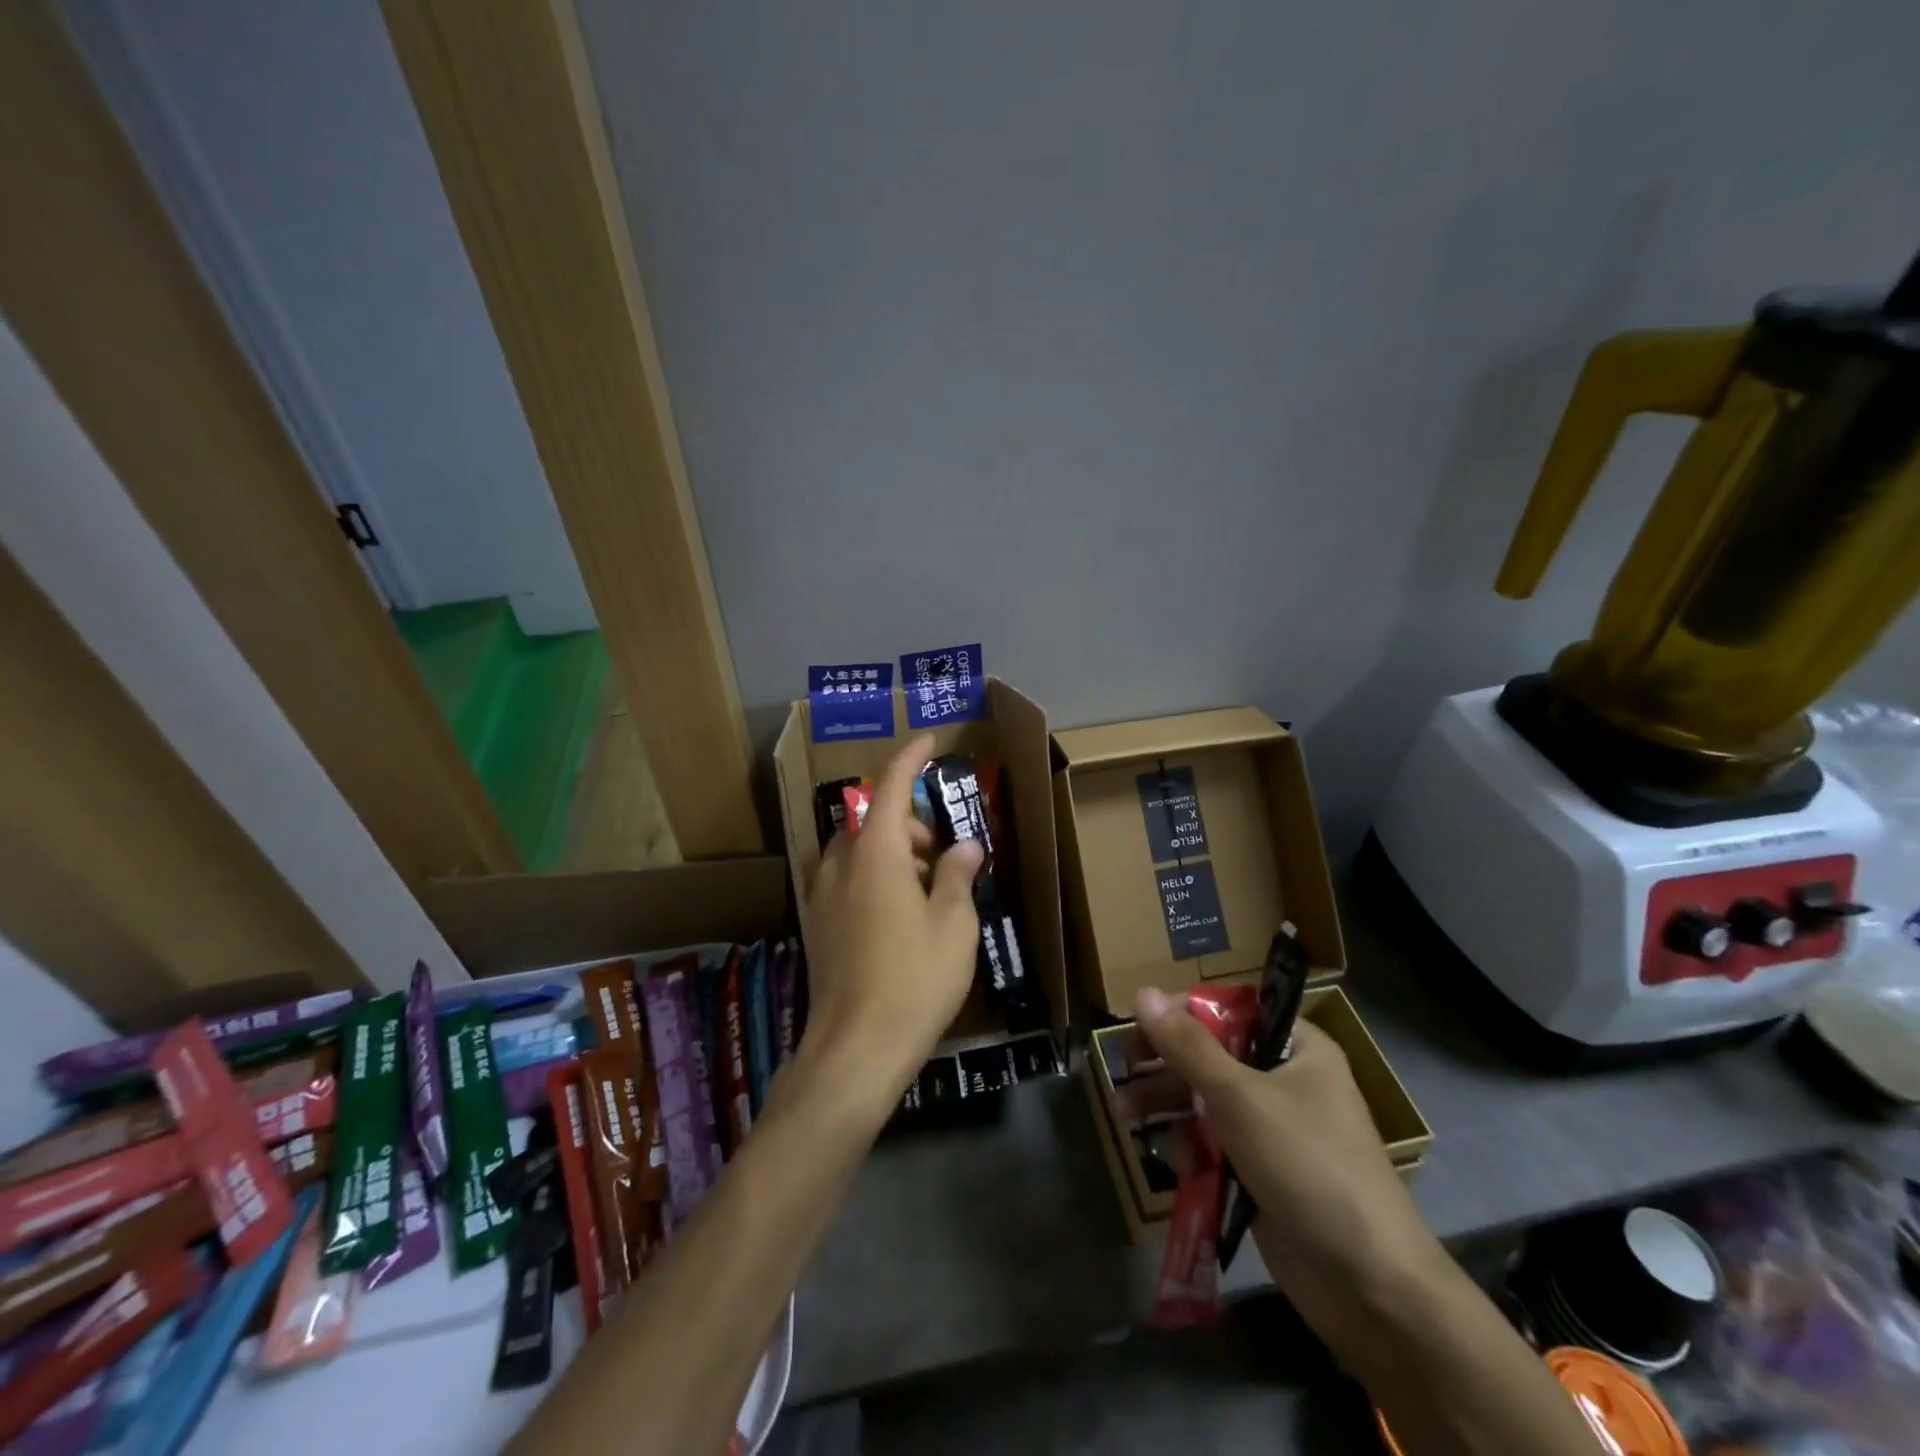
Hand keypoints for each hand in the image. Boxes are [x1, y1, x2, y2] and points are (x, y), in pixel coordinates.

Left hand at [800, 736, 982, 1103]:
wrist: (855, 1048)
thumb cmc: (915, 979)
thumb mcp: (953, 925)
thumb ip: (957, 875)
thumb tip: (964, 847)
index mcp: (875, 853)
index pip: (890, 787)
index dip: (910, 759)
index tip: (929, 742)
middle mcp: (840, 864)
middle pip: (874, 821)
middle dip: (910, 824)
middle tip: (943, 856)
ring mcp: (820, 895)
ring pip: (857, 851)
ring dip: (891, 852)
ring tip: (925, 891)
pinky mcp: (815, 925)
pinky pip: (845, 880)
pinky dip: (872, 878)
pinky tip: (896, 917)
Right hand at [1133, 989, 1449, 1341]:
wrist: (1370, 1287)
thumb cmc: (1309, 1166)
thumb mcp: (1241, 1097)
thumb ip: (1188, 1045)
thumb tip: (1142, 993)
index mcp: (1296, 1048)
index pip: (1230, 1009)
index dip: (1182, 1010)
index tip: (1136, 1020)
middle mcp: (1285, 1080)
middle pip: (1211, 1055)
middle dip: (1164, 1062)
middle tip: (1119, 1063)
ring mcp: (1273, 1129)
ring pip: (1205, 1101)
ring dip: (1165, 1104)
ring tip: (1120, 1113)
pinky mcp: (1261, 1172)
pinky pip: (1214, 1143)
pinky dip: (1189, 1146)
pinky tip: (1169, 1158)